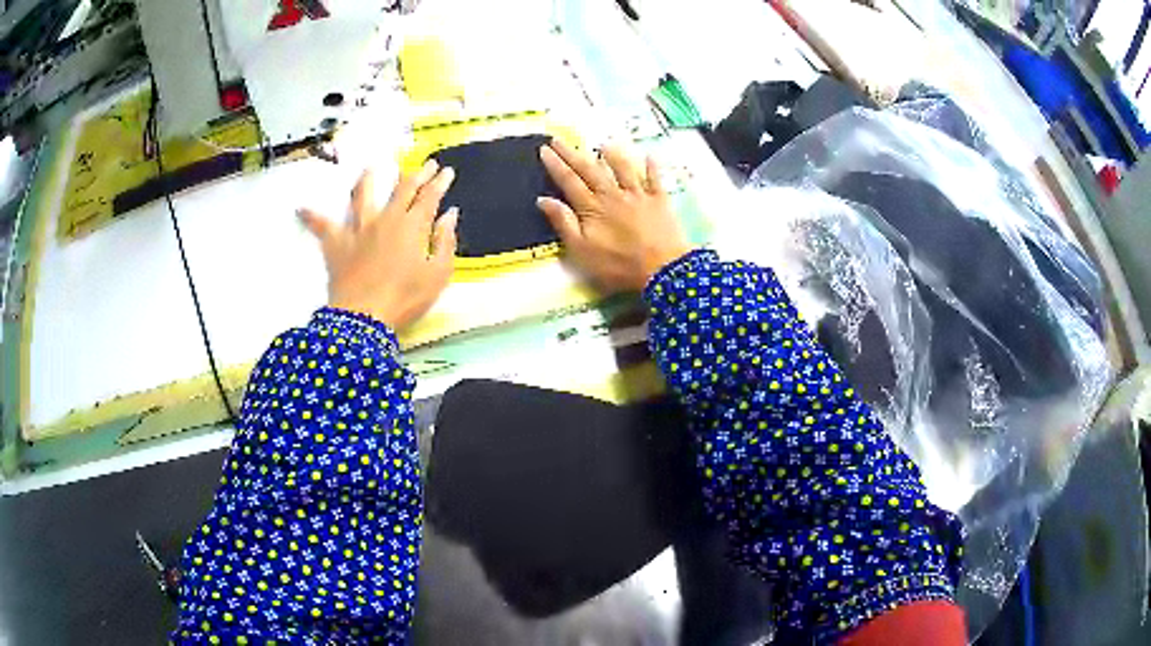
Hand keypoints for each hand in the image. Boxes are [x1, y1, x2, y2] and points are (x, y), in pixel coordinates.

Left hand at [299, 160, 457, 330]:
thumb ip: (445, 241)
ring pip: (362, 195)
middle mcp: (386, 219)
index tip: (446, 171)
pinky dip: (311, 216)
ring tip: (369, 168)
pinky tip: (300, 208)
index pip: (430, 196)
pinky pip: (321, 226)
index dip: (439, 182)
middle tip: (426, 164)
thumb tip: (449, 214)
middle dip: (417, 174)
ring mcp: (359, 228)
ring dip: (367, 179)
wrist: (365, 317)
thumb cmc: (406, 298)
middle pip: (403, 189)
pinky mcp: (337, 243)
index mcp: (413, 226)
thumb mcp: (437, 274)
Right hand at [538, 140, 693, 293]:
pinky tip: (649, 155)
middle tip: (559, 140)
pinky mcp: (660, 201)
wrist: (662, 270)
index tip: (545, 149)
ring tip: (603, 144)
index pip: (569, 181)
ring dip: (612, 156)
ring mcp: (638, 195)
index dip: (556, 165)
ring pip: (623, 169)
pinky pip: (655, 179)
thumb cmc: (618, 265)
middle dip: (573, 154)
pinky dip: (652, 167)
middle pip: (590, 170)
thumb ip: (564, 223)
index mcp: (592, 208)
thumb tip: (543, 199)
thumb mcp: (582, 251)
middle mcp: (613, 195)